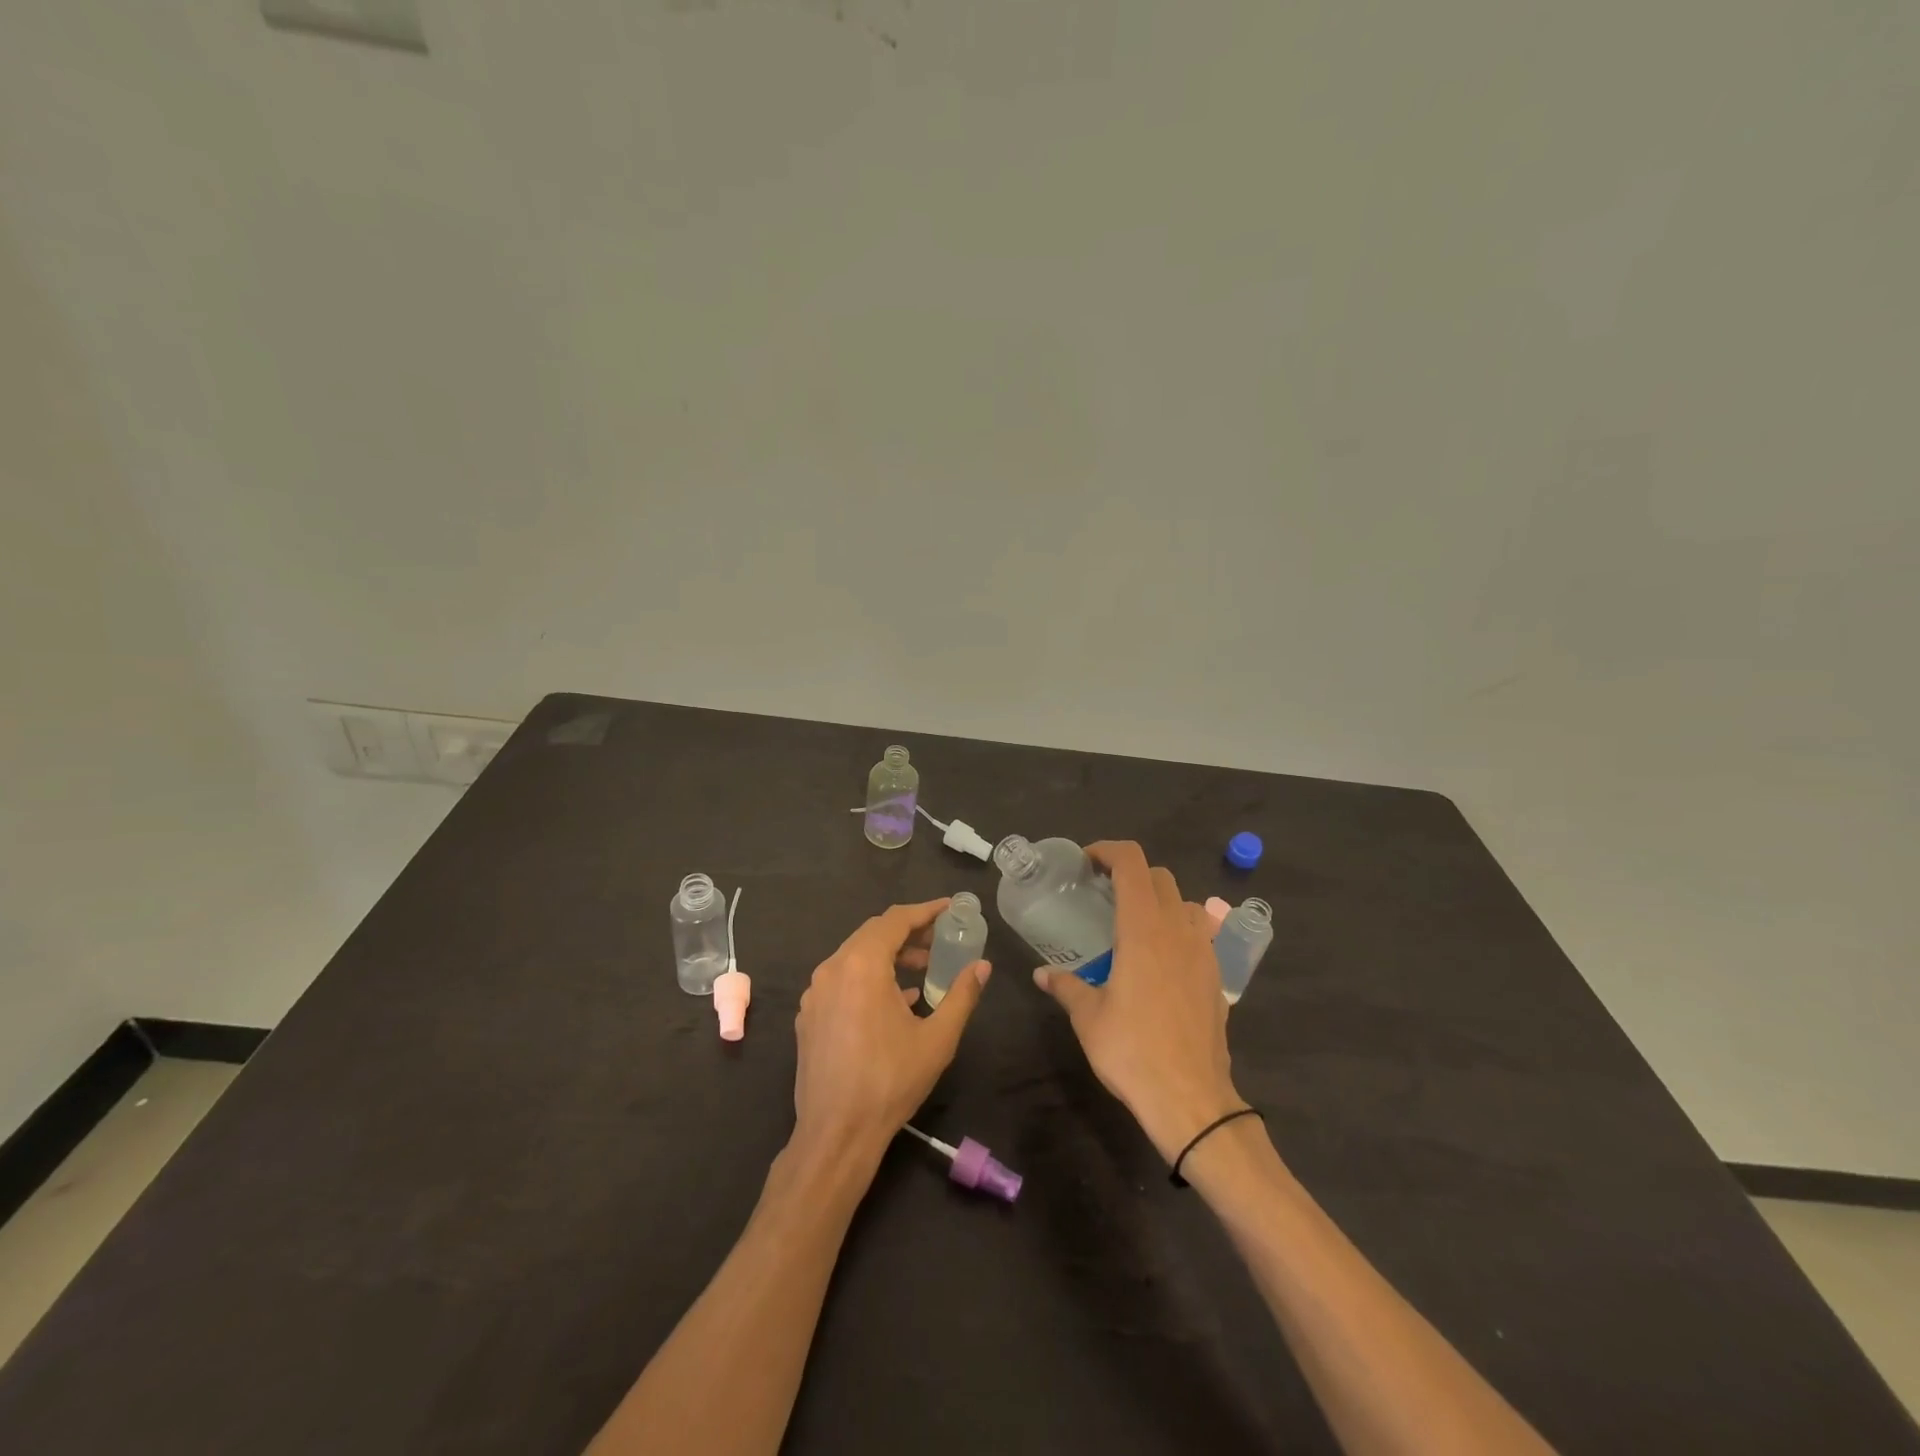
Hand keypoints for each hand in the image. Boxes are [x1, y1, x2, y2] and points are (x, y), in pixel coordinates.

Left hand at [792, 899, 991, 1162]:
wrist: (836, 1133)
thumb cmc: (890, 1081)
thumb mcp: (937, 1038)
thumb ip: (962, 995)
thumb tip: (983, 966)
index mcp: (862, 964)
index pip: (895, 920)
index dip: (925, 911)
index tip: (950, 908)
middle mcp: (832, 968)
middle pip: (873, 933)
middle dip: (908, 932)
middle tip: (940, 939)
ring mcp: (815, 993)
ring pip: (855, 956)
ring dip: (889, 955)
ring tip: (922, 969)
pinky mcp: (809, 1015)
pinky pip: (842, 980)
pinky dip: (869, 977)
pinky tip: (894, 1000)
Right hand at [1033, 842, 1238, 1161]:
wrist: (1191, 1099)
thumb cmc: (1132, 1051)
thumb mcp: (1089, 1018)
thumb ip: (1066, 987)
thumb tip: (1042, 974)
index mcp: (1143, 929)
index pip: (1132, 863)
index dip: (1108, 850)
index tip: (1086, 862)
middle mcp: (1177, 930)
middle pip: (1159, 876)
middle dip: (1130, 873)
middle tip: (1103, 892)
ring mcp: (1202, 951)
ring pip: (1185, 901)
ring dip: (1159, 899)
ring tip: (1135, 922)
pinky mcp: (1216, 975)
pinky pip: (1199, 932)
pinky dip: (1178, 927)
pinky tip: (1160, 958)